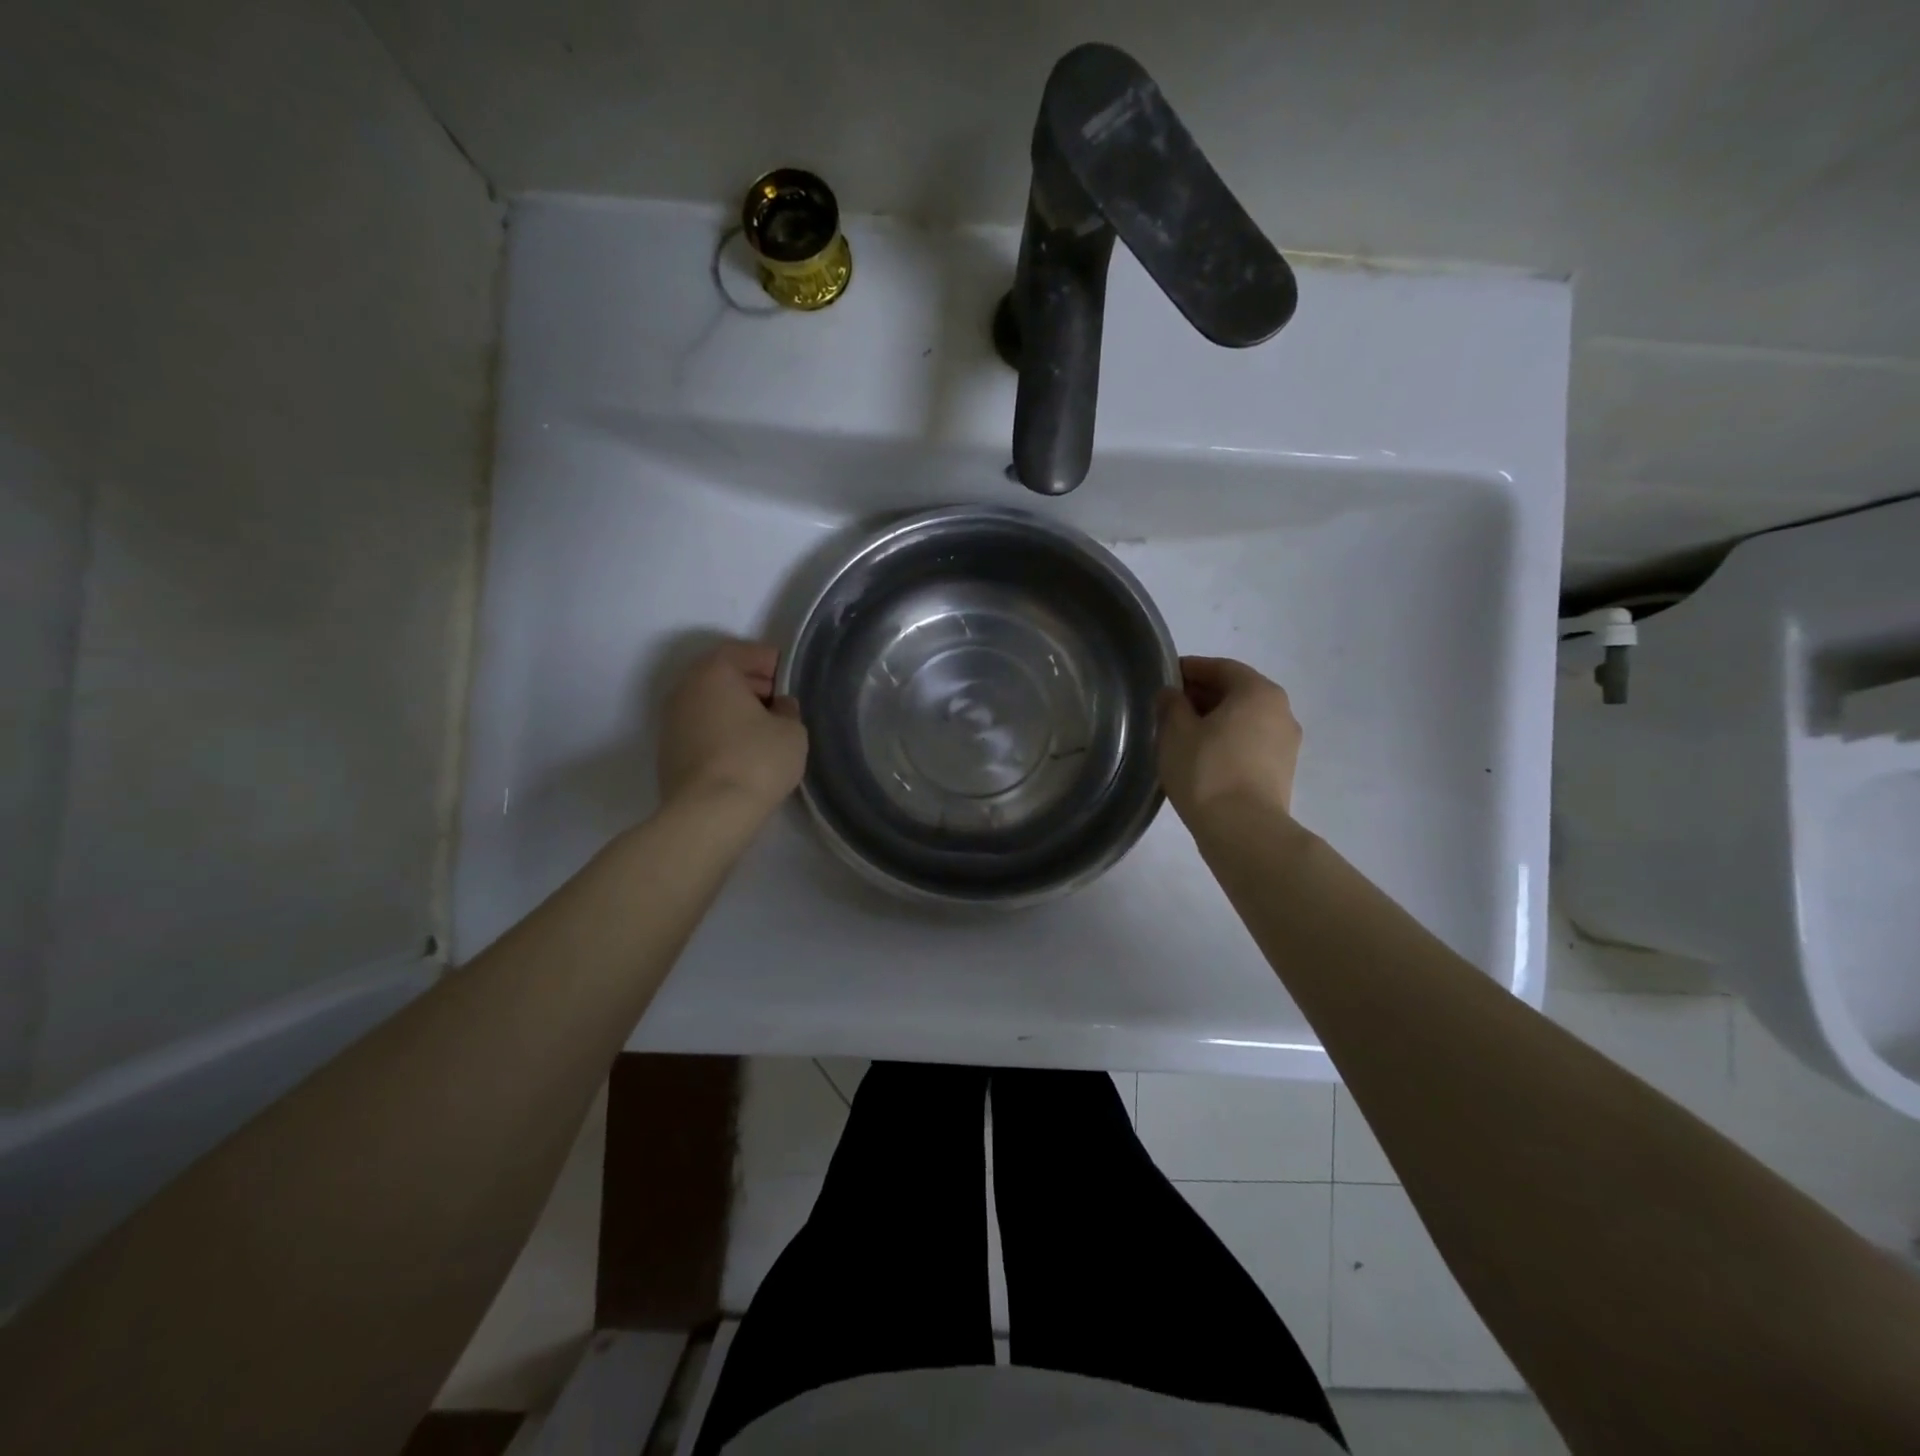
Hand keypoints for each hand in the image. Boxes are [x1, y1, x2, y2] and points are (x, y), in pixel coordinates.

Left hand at [657, 640, 807, 815]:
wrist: (708, 814)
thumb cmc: (756, 760)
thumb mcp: (792, 731)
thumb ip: (788, 710)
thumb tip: (779, 708)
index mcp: (713, 672)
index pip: (741, 651)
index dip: (768, 661)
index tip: (787, 676)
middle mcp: (685, 689)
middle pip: (720, 675)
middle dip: (750, 683)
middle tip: (779, 701)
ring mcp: (671, 722)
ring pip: (708, 703)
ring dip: (734, 709)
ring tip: (764, 730)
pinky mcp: (668, 752)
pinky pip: (700, 728)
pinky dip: (721, 730)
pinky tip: (743, 751)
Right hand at [1157, 656, 1302, 821]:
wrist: (1244, 830)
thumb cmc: (1207, 770)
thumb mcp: (1175, 732)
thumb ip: (1171, 705)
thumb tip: (1172, 694)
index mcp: (1258, 691)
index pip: (1221, 667)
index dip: (1190, 669)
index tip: (1166, 678)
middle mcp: (1281, 710)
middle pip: (1236, 692)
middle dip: (1202, 695)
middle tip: (1170, 707)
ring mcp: (1286, 743)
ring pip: (1244, 719)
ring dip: (1215, 720)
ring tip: (1183, 735)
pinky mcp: (1282, 771)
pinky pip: (1250, 743)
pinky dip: (1227, 741)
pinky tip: (1202, 757)